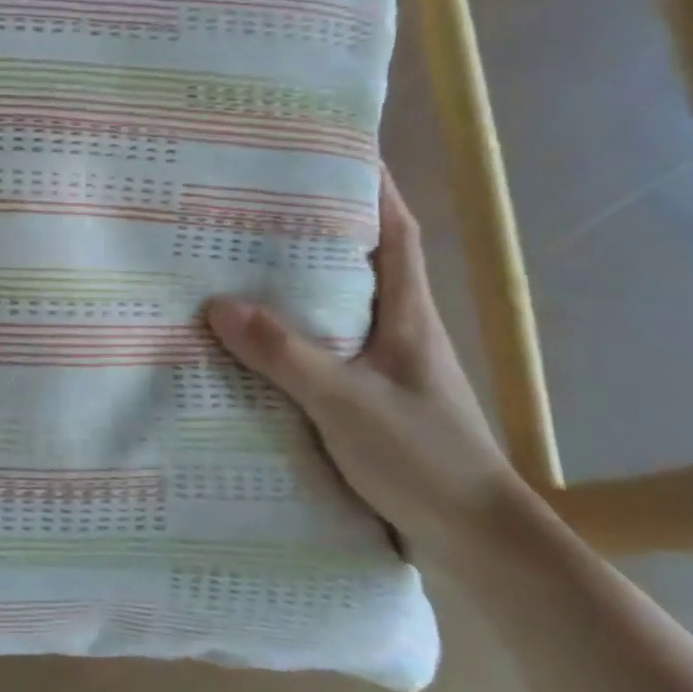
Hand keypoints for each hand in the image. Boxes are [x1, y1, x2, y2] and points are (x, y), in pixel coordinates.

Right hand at [205, 171, 526, 561]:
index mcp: (406, 313)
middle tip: (261, 205)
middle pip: (361, 261)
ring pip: (339, 306)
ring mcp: (386, 365)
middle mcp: (399, 329)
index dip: (374, 188)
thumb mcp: (344, 401)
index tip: (339, 151)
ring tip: (243, 264)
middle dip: (320, 227)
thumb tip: (217, 304)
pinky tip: (255, 343)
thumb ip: (282, 353)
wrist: (475, 540)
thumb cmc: (422, 456)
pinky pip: (325, 348)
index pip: (395, 231)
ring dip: (301, 282)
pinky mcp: (370, 398)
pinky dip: (294, 334)